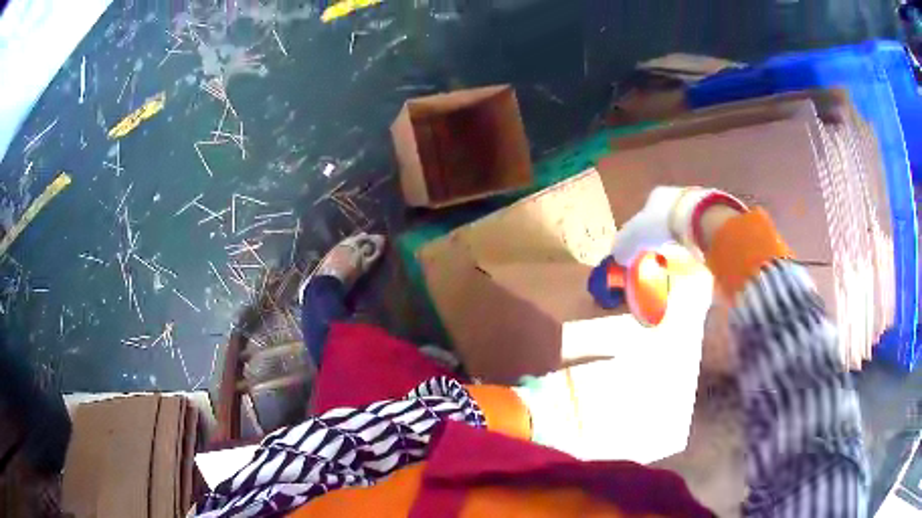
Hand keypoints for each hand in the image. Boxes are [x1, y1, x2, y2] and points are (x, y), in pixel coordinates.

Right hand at [610, 186, 746, 265]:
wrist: (698, 219)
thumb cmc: (662, 224)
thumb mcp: (635, 236)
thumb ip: (624, 245)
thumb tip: (617, 256)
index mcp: (654, 195)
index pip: (644, 212)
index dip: (642, 230)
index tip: (644, 247)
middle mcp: (674, 193)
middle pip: (665, 215)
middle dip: (663, 232)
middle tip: (662, 252)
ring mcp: (694, 200)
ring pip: (683, 220)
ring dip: (680, 235)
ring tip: (680, 254)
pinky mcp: (712, 211)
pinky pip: (699, 227)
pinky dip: (695, 238)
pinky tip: (694, 251)